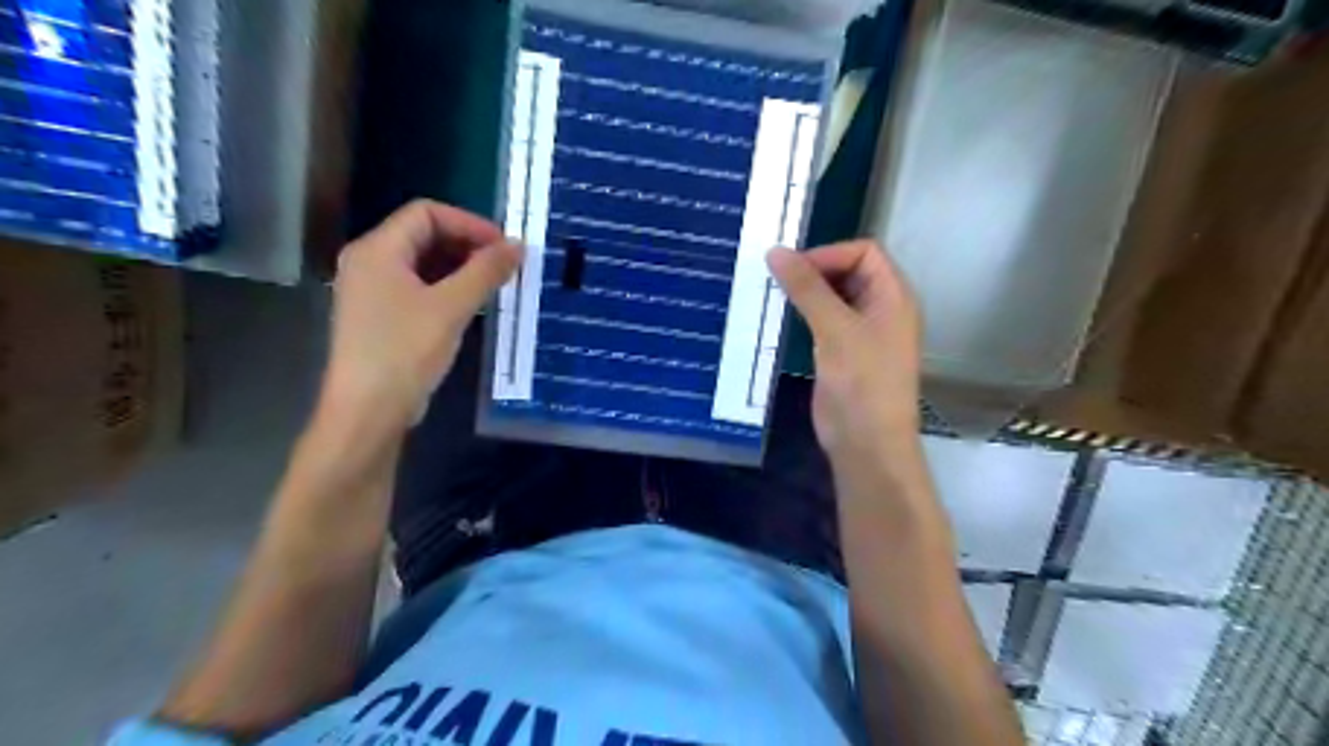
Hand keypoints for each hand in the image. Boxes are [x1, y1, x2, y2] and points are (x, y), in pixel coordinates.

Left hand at [324, 198, 520, 430]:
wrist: (369, 410)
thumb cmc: (405, 351)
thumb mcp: (451, 307)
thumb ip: (485, 272)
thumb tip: (518, 245)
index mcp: (377, 250)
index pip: (426, 213)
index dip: (469, 223)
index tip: (504, 246)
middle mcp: (369, 262)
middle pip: (423, 235)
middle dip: (467, 245)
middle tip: (504, 266)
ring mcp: (373, 290)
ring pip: (423, 263)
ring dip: (460, 267)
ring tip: (494, 284)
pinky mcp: (382, 316)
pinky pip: (419, 287)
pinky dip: (447, 287)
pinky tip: (472, 304)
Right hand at [768, 243, 927, 467]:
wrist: (866, 442)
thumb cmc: (862, 381)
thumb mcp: (835, 329)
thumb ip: (807, 288)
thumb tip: (776, 251)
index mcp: (894, 296)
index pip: (865, 252)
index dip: (830, 254)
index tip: (793, 268)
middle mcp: (882, 308)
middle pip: (849, 271)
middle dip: (816, 270)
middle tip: (778, 279)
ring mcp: (863, 332)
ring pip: (834, 296)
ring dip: (807, 292)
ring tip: (774, 294)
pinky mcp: (844, 352)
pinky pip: (825, 320)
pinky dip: (805, 313)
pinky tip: (783, 318)